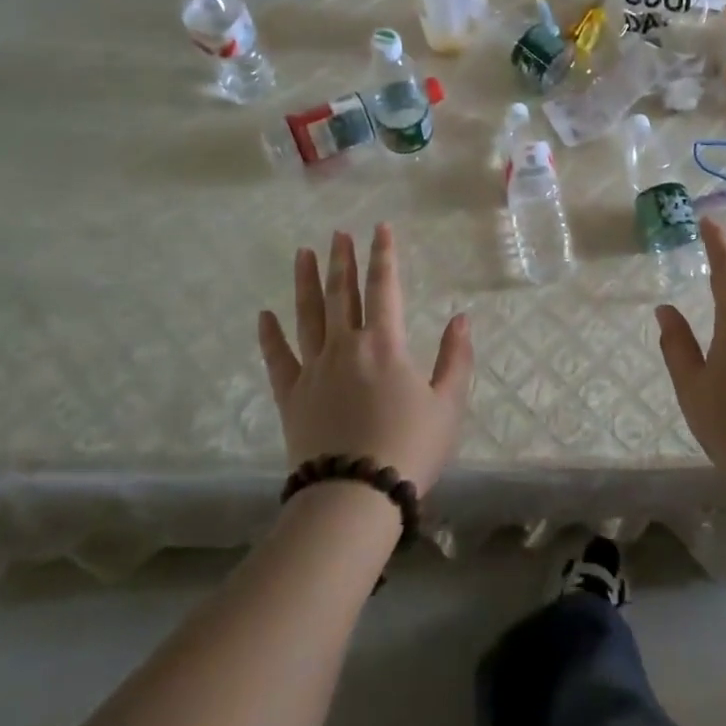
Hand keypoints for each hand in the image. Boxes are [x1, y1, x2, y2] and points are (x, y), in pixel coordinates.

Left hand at [257, 224, 473, 493]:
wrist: (355, 496)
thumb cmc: (409, 448)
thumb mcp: (448, 404)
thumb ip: (456, 358)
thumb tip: (462, 318)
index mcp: (384, 343)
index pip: (385, 287)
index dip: (383, 255)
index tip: (379, 228)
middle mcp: (345, 346)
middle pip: (341, 293)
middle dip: (342, 260)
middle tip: (337, 234)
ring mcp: (313, 369)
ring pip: (307, 315)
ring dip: (305, 282)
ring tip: (303, 253)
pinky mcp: (291, 396)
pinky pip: (278, 358)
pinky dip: (270, 335)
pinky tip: (264, 315)